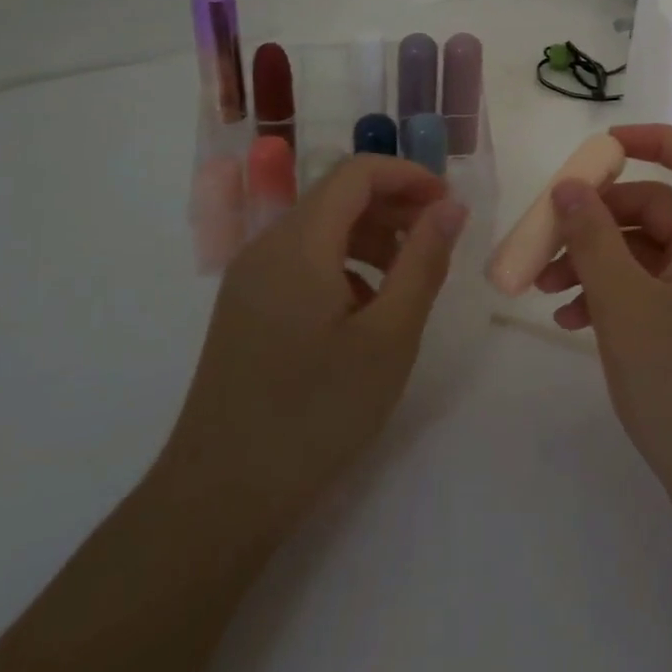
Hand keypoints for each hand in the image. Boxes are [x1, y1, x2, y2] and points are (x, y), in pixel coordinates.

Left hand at [155, 156, 466, 552]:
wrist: (221, 497)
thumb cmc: (316, 413)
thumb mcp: (389, 336)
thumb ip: (423, 262)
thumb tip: (451, 207)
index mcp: (298, 244)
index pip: (356, 173)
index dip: (408, 176)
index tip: (450, 206)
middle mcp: (266, 247)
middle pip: (337, 196)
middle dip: (394, 205)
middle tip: (439, 240)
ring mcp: (250, 279)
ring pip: (320, 228)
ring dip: (372, 235)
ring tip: (410, 276)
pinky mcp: (246, 308)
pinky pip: (302, 261)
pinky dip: (344, 263)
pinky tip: (367, 308)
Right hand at [536, 124, 671, 502]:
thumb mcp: (625, 306)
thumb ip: (593, 240)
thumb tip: (569, 186)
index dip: (659, 141)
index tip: (604, 147)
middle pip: (656, 208)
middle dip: (598, 215)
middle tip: (546, 233)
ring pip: (641, 252)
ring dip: (592, 258)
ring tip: (542, 284)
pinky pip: (642, 290)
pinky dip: (605, 293)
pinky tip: (566, 319)